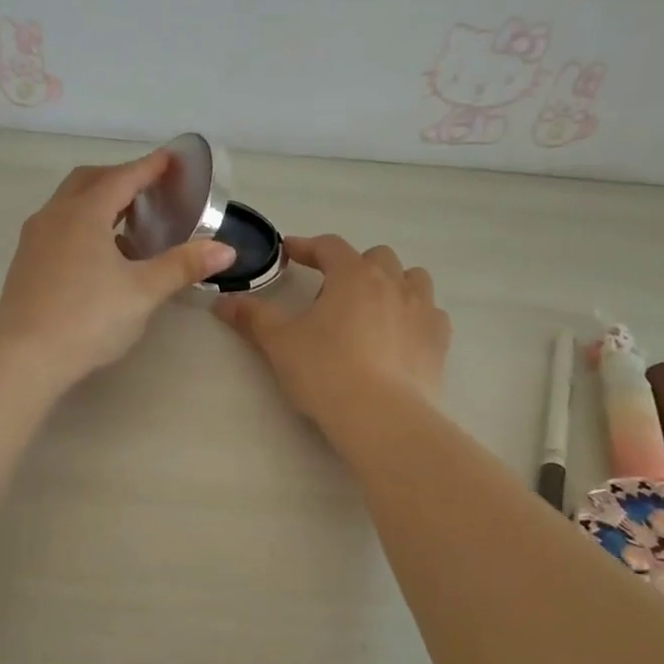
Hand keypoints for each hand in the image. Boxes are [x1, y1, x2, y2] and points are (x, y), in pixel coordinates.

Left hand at [0, 151, 235, 386]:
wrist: (24, 356)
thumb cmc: (88, 318)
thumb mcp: (143, 292)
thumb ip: (183, 266)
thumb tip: (226, 250)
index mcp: (85, 213)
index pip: (123, 177)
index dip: (150, 166)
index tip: (171, 159)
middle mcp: (55, 215)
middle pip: (89, 181)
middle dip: (120, 178)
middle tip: (149, 189)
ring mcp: (35, 238)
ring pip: (69, 204)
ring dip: (98, 202)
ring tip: (128, 222)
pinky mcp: (26, 262)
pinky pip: (58, 226)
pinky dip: (82, 225)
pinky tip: (100, 256)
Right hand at [214, 235, 449, 428]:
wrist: (382, 416)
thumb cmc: (325, 371)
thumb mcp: (280, 343)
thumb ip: (253, 317)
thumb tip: (224, 301)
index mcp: (352, 275)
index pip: (329, 246)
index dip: (307, 246)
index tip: (289, 253)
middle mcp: (392, 283)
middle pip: (376, 257)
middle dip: (353, 266)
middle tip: (332, 293)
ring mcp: (422, 310)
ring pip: (412, 279)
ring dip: (393, 284)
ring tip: (373, 308)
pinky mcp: (439, 340)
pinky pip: (431, 314)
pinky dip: (415, 316)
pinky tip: (400, 336)